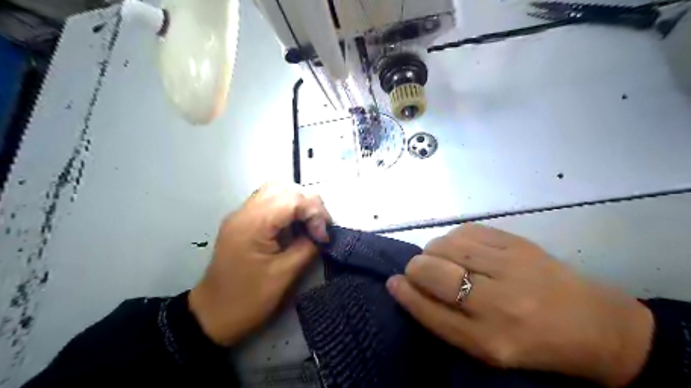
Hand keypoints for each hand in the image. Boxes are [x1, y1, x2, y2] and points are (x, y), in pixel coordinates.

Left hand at [187, 183, 330, 346]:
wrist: (211, 316)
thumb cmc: (248, 299)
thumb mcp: (284, 275)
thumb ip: (307, 247)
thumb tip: (321, 234)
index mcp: (254, 224)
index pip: (292, 198)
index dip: (315, 213)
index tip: (323, 237)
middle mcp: (245, 212)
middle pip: (284, 187)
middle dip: (308, 203)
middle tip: (319, 226)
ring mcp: (241, 215)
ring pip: (275, 191)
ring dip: (298, 203)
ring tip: (309, 224)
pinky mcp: (243, 222)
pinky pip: (269, 203)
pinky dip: (287, 209)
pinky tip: (294, 226)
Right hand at [388, 223, 654, 386]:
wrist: (593, 324)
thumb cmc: (530, 342)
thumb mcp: (484, 348)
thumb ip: (442, 319)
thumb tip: (403, 284)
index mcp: (489, 341)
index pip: (428, 310)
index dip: (405, 292)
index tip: (393, 282)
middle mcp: (498, 304)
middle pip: (433, 271)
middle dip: (415, 267)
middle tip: (419, 270)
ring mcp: (510, 267)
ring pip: (446, 245)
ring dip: (433, 251)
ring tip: (443, 260)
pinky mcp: (518, 243)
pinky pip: (466, 230)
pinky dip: (453, 238)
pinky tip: (461, 248)